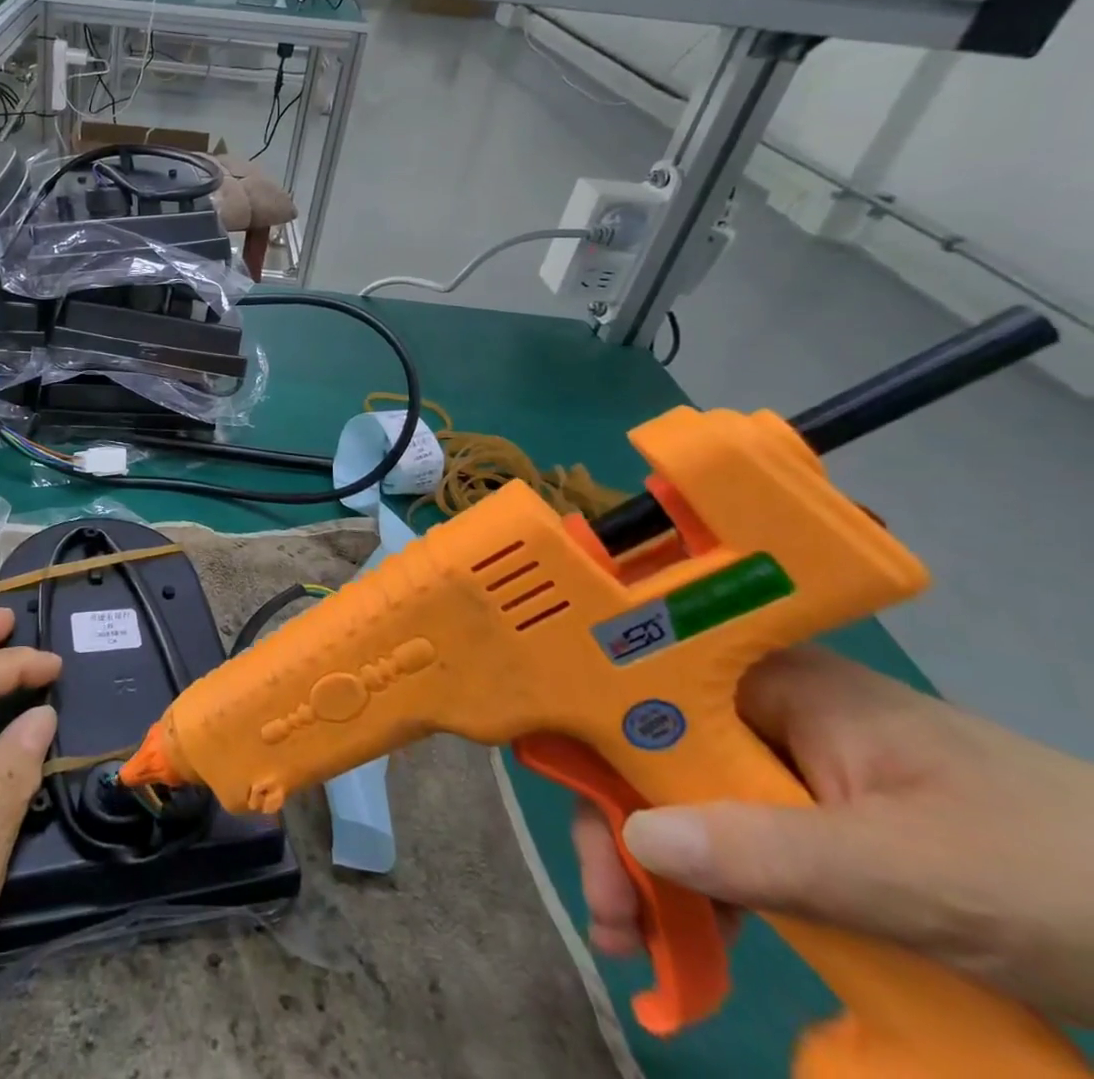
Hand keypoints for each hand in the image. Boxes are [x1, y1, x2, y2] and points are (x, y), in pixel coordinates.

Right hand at [573, 645, 1093, 1026]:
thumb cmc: (1066, 878)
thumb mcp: (919, 876)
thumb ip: (774, 853)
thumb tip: (638, 839)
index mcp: (773, 680)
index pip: (643, 690)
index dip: (594, 742)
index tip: (580, 824)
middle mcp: (764, 707)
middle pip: (652, 749)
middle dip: (621, 828)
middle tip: (609, 915)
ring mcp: (793, 766)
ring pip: (686, 798)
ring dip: (655, 869)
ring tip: (635, 943)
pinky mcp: (819, 824)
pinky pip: (735, 842)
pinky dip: (707, 891)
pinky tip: (693, 940)